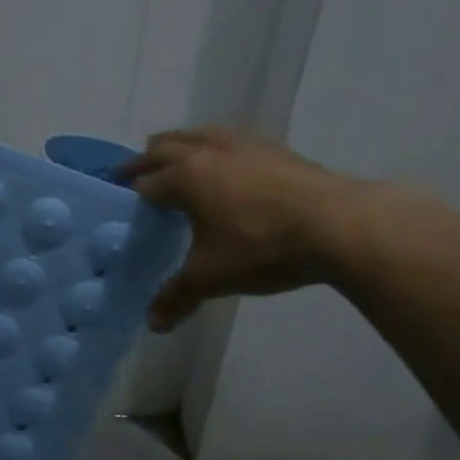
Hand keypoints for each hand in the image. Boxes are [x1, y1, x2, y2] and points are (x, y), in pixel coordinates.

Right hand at [122, 128, 369, 331]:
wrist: (339, 225)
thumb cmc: (262, 247)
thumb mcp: (211, 278)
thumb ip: (177, 297)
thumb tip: (153, 324)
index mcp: (185, 178)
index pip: (145, 182)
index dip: (129, 192)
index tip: (119, 199)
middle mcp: (208, 152)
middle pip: (165, 147)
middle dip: (145, 160)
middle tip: (133, 173)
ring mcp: (244, 145)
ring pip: (200, 134)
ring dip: (181, 144)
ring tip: (176, 156)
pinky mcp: (275, 149)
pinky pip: (232, 139)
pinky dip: (217, 146)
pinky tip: (229, 162)